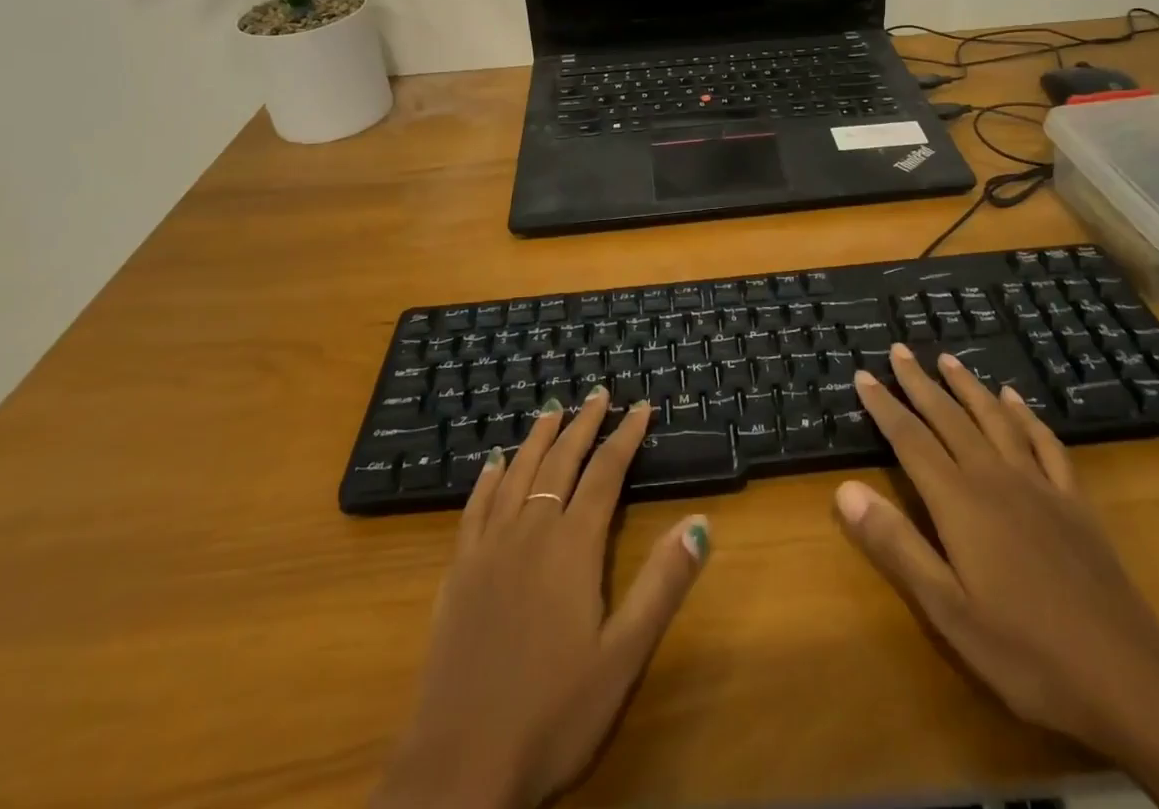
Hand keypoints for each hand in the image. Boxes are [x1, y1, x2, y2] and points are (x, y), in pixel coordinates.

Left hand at [371, 394, 710, 808]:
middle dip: (583, 424)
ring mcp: (488, 548)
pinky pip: (474, 507)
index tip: (641, 407)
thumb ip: (661, 584)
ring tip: (552, 409)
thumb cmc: (553, 713)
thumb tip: (700, 522)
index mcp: (572, 547)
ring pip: (517, 473)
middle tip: (598, 393)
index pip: (605, 474)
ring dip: (538, 438)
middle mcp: (529, 531)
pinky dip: (488, 477)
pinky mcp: (458, 571)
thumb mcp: (623, 657)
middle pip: (560, 461)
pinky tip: (493, 463)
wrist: (459, 766)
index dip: (625, 437)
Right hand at [837, 344, 1158, 808]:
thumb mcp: (949, 612)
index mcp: (960, 503)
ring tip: (948, 359)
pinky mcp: (1075, 502)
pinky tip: (1016, 400)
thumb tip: (845, 488)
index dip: (884, 405)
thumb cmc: (1028, 654)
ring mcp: (1040, 486)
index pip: (910, 440)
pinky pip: (1046, 443)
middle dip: (920, 382)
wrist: (1131, 681)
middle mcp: (996, 479)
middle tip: (899, 349)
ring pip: (995, 419)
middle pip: (950, 418)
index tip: (862, 373)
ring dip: (969, 386)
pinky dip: (1026, 415)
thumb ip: (897, 546)